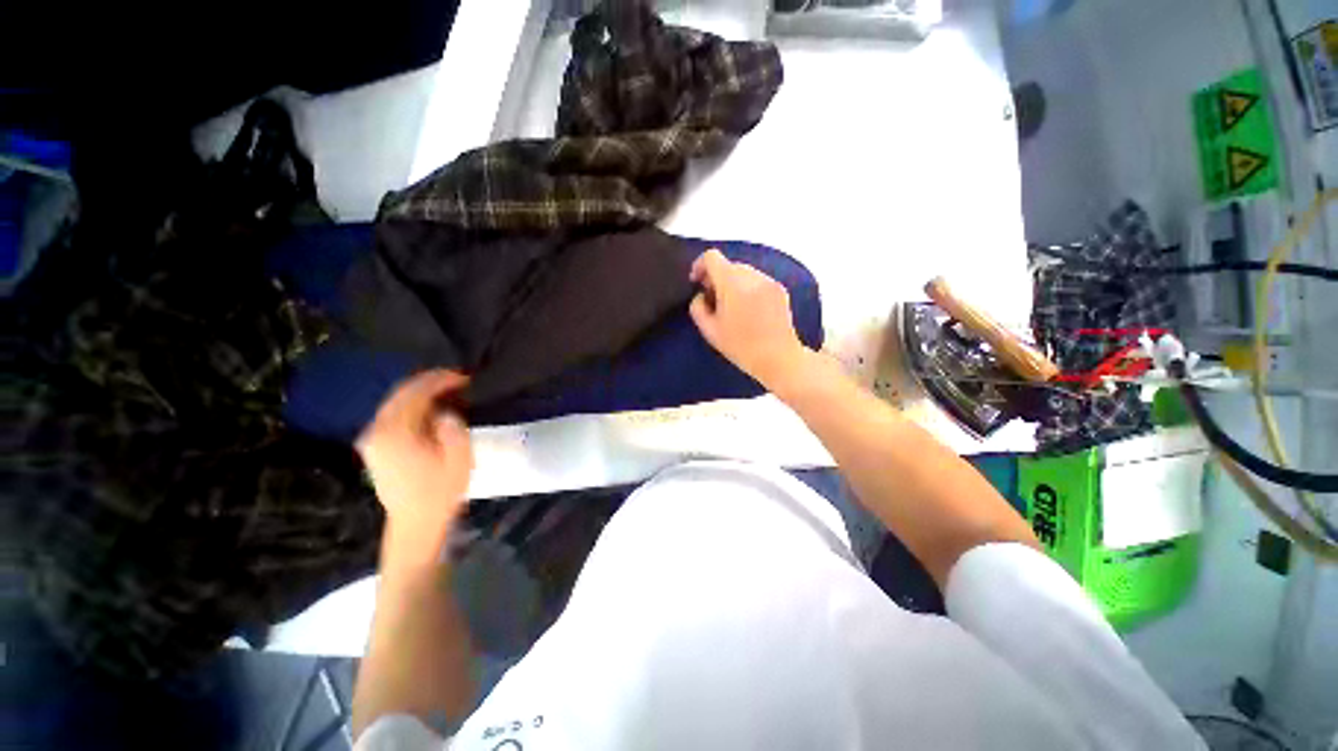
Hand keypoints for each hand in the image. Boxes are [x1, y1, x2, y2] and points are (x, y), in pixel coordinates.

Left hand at [356, 370, 472, 565]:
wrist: (415, 522)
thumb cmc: (440, 491)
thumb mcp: (458, 458)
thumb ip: (453, 428)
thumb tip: (444, 412)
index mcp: (396, 432)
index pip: (416, 393)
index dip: (440, 380)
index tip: (464, 378)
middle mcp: (376, 431)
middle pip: (400, 394)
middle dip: (429, 382)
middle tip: (457, 380)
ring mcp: (372, 439)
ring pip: (394, 402)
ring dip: (420, 393)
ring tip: (447, 391)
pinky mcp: (374, 447)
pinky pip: (391, 415)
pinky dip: (411, 405)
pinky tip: (430, 408)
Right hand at [689, 249, 808, 390]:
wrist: (778, 358)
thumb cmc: (741, 346)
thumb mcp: (710, 331)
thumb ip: (698, 308)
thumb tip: (701, 295)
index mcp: (732, 283)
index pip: (712, 257)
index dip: (699, 266)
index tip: (696, 282)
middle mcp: (752, 275)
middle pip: (728, 264)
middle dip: (716, 277)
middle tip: (712, 300)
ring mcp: (768, 281)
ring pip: (743, 272)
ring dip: (732, 283)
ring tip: (731, 306)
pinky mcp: (780, 289)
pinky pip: (757, 280)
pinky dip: (748, 288)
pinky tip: (749, 310)